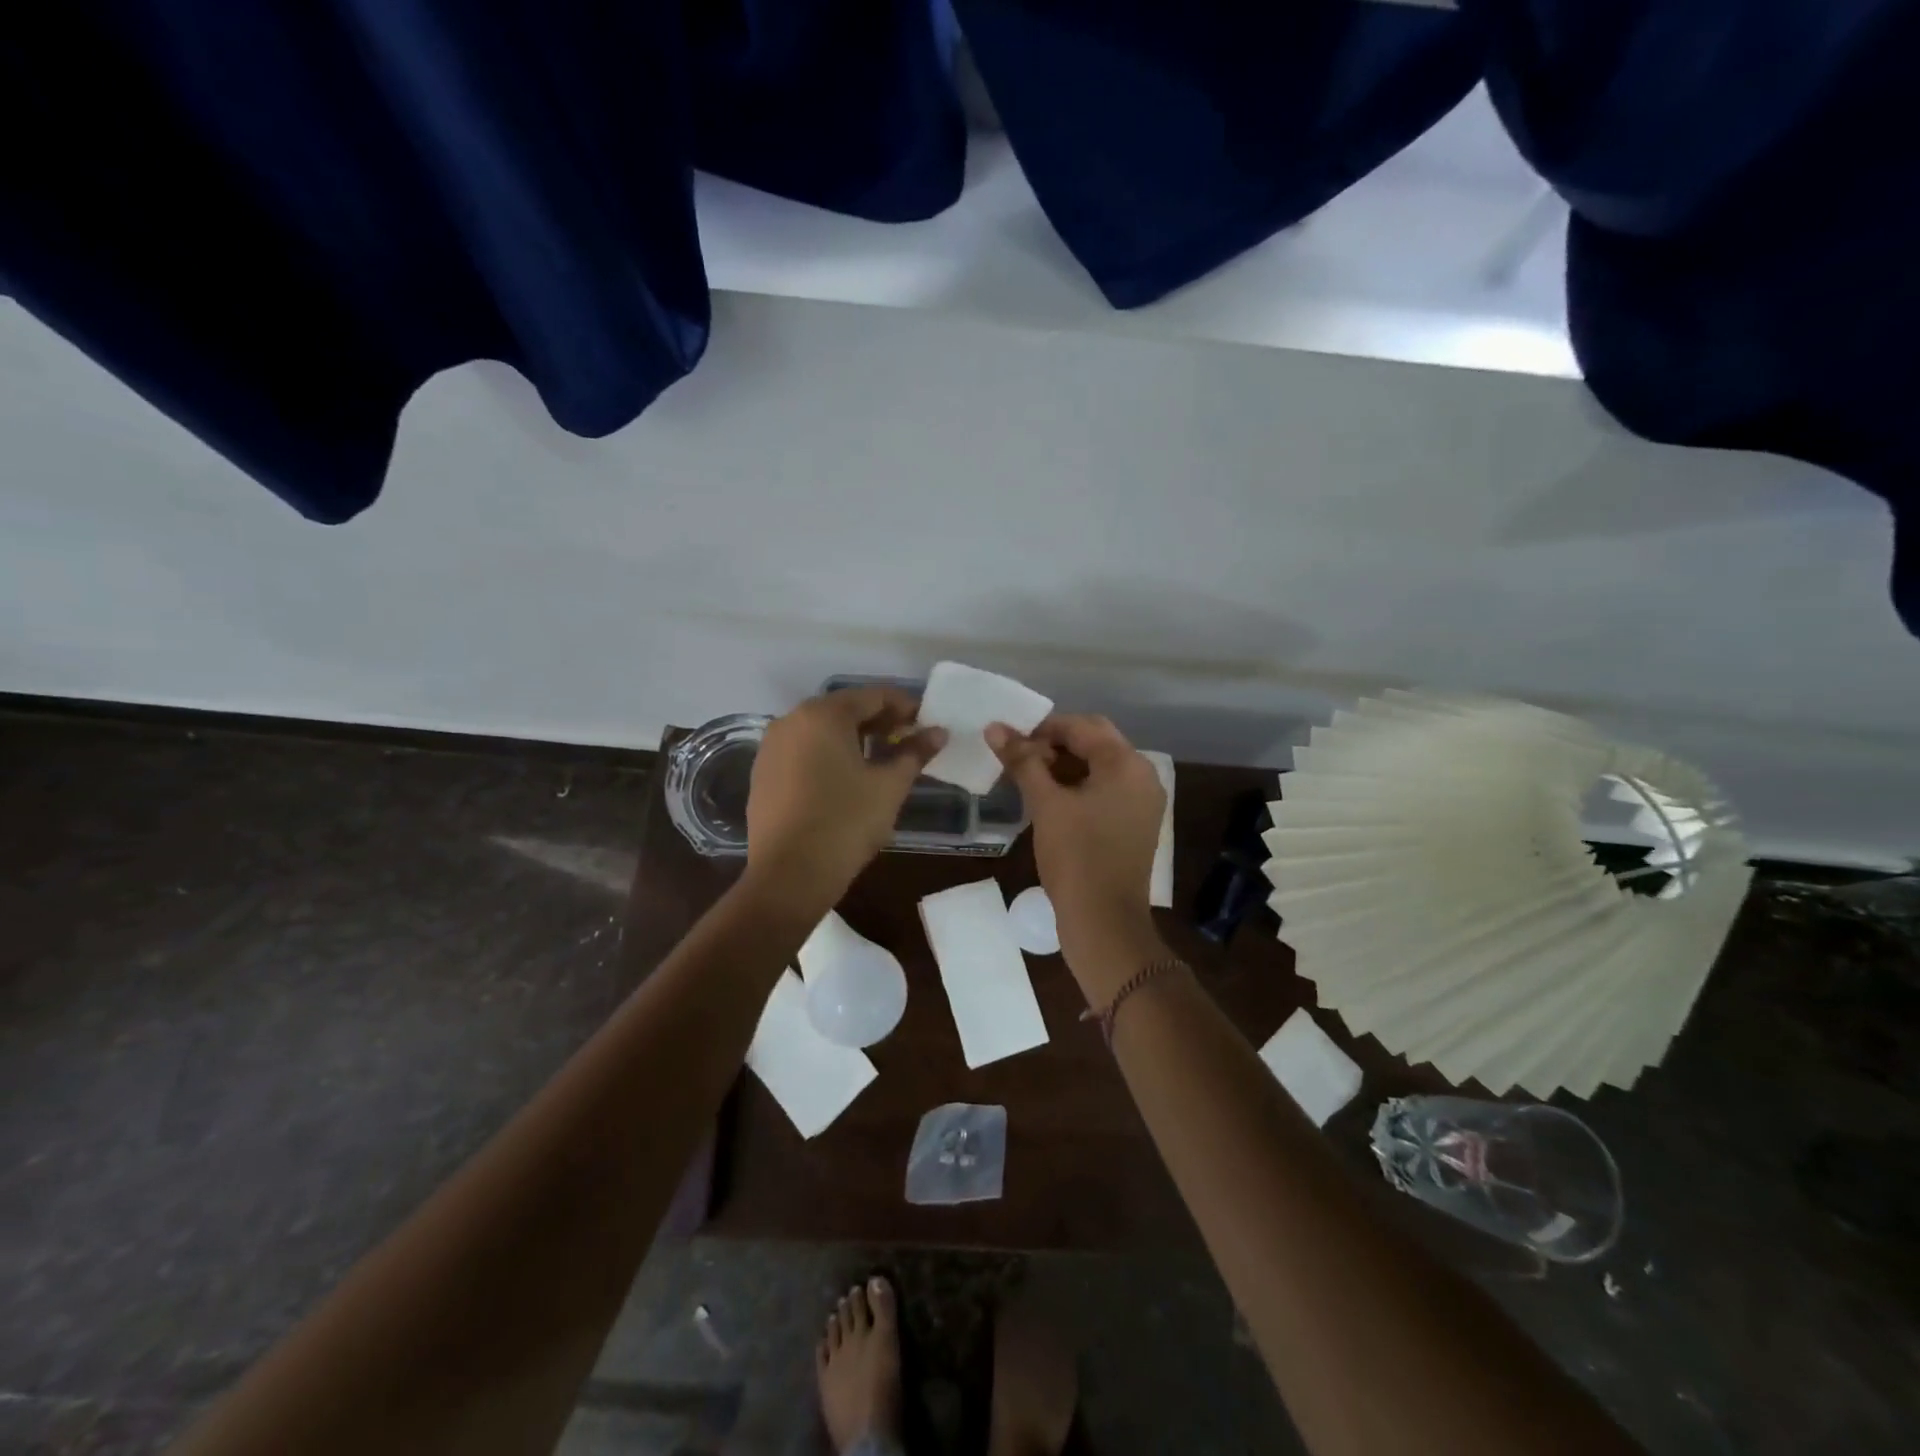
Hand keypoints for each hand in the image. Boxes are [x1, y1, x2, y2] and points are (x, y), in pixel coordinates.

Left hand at [745, 688, 945, 914]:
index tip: (927, 723)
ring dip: (854, 739)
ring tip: (881, 760)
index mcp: (823, 714)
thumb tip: (938, 733)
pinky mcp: (763, 774)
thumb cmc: (846, 823)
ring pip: (821, 731)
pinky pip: (803, 752)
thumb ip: (914, 753)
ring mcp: (771, 748)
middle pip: (844, 710)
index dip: (905, 706)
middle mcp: (791, 720)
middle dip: (879, 722)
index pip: (873, 696)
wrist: (789, 876)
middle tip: (908, 741)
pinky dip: (828, 756)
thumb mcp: (889, 786)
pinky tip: (847, 779)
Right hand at [986, 714, 1168, 1003]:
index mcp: (1127, 764)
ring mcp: (1142, 802)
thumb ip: (1022, 761)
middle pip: (1094, 742)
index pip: (1082, 726)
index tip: (1011, 742)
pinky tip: (1049, 800)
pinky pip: (1105, 790)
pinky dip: (1077, 787)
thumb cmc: (1076, 857)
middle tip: (1019, 760)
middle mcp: (1142, 776)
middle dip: (1054, 745)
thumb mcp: (1045, 804)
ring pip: (1099, 767)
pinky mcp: (1135, 823)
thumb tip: (994, 728)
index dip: (1043, 729)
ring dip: (1064, 766)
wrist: (1104, 922)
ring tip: (1028, 779)